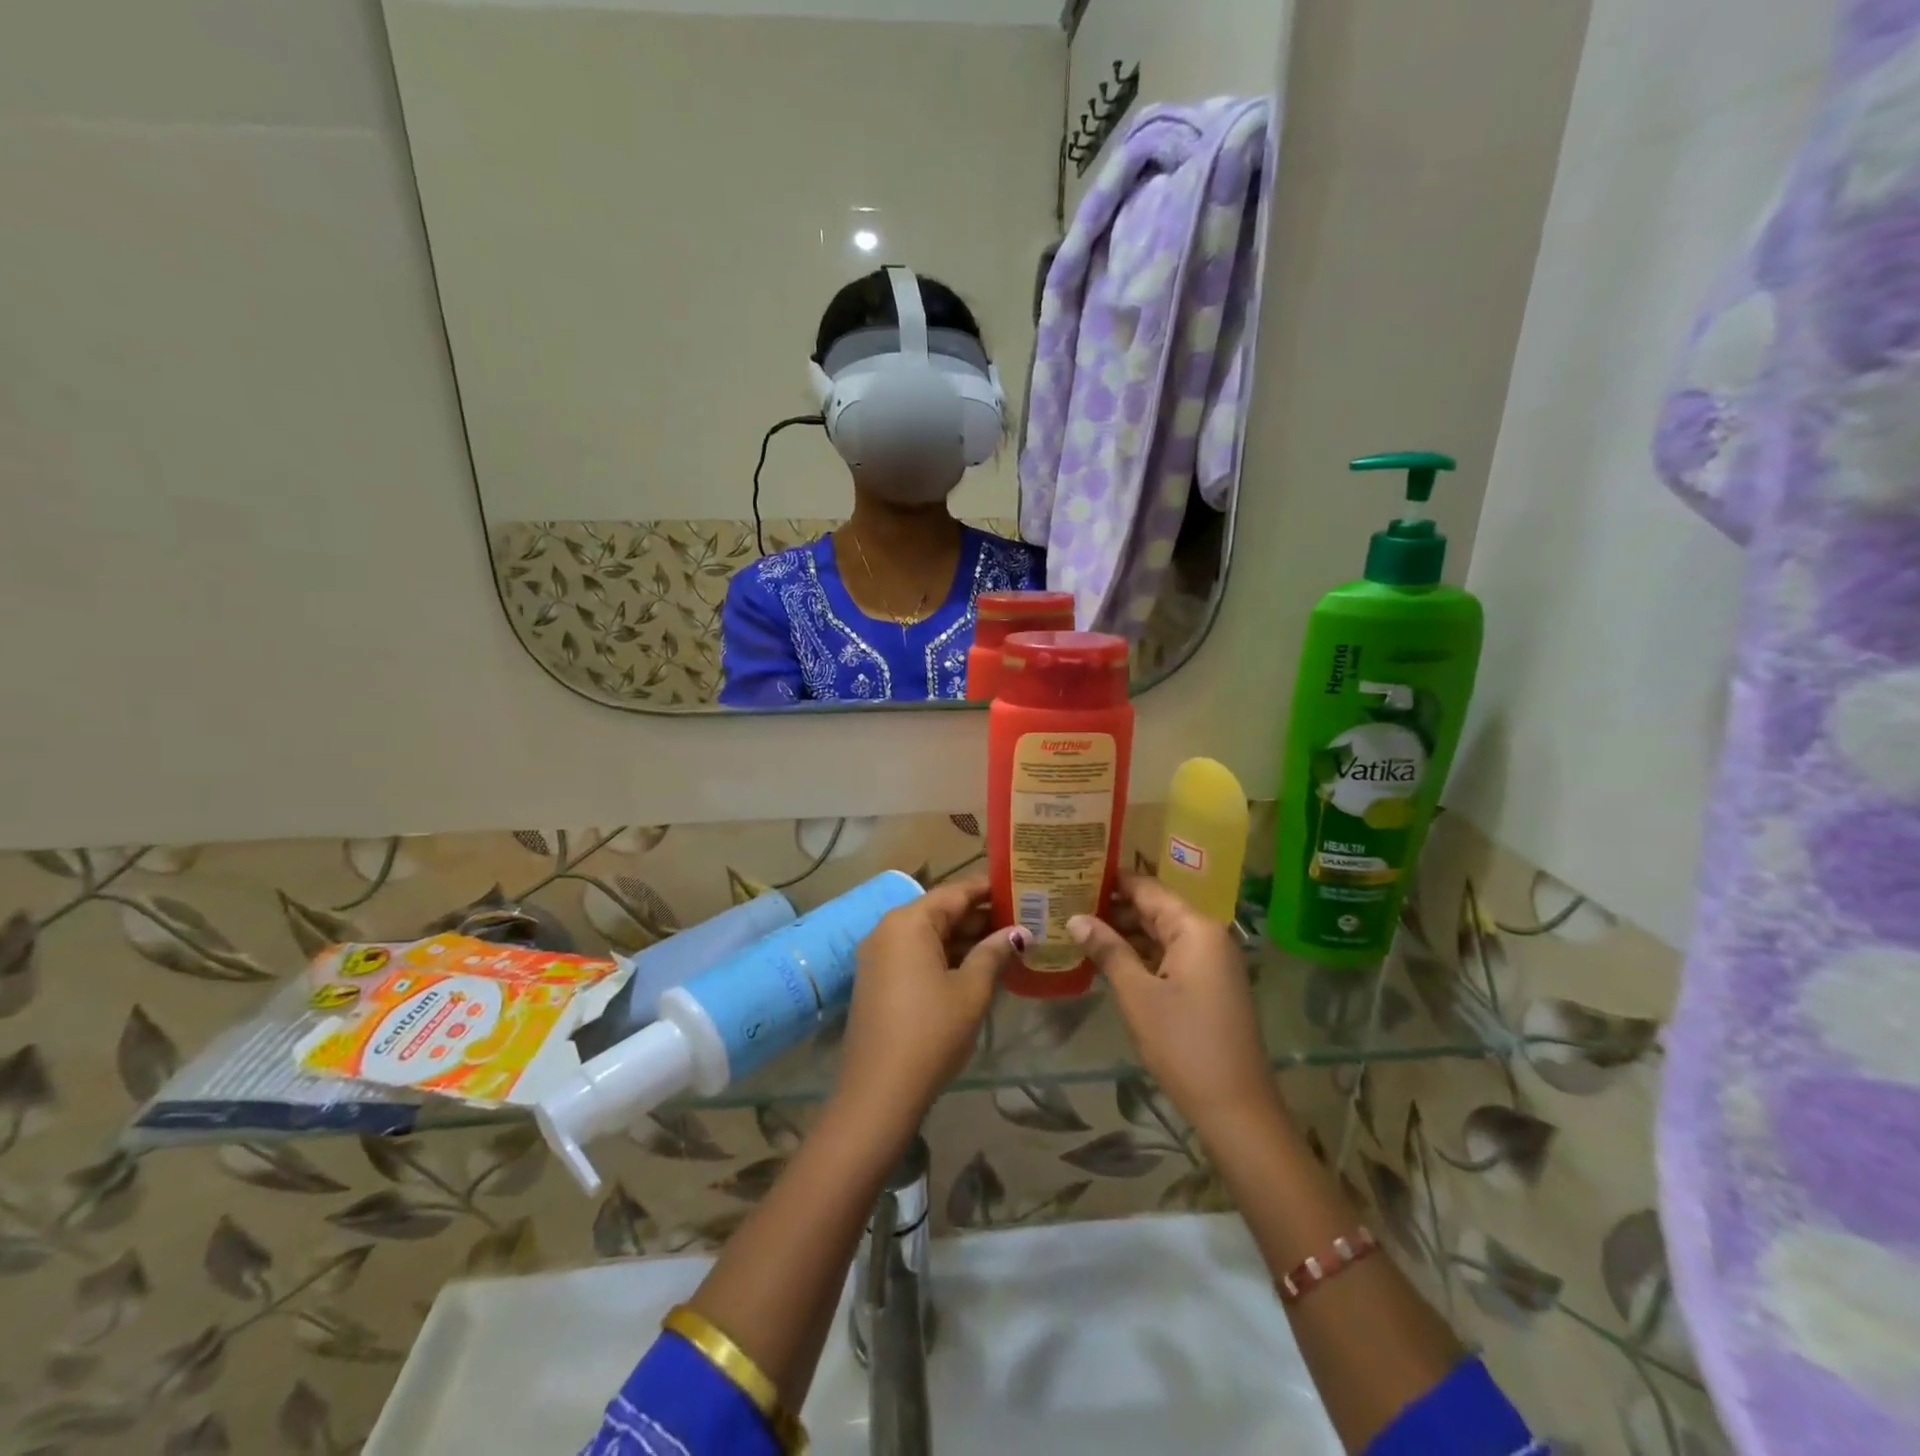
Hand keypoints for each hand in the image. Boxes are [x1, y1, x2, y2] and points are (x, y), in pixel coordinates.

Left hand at [832, 875, 1023, 1134]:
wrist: (879, 1092)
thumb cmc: (931, 1032)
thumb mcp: (971, 990)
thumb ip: (994, 953)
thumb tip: (1018, 932)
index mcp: (909, 922)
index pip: (955, 892)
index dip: (988, 889)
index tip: (1019, 885)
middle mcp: (888, 930)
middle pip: (940, 912)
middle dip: (980, 916)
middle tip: (1023, 918)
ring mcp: (878, 956)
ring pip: (928, 935)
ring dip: (965, 939)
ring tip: (1008, 942)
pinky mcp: (877, 981)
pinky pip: (916, 955)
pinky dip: (945, 957)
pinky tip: (977, 967)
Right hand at [1069, 873, 1278, 1134]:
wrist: (1235, 1108)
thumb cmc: (1183, 1043)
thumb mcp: (1137, 994)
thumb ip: (1107, 950)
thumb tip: (1075, 917)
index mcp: (1195, 928)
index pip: (1147, 889)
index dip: (1111, 881)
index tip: (1074, 873)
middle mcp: (1207, 936)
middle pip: (1155, 909)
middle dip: (1113, 908)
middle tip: (1067, 903)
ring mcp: (1211, 962)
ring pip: (1160, 934)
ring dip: (1124, 933)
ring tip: (1078, 927)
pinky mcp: (1208, 985)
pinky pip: (1169, 956)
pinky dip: (1140, 955)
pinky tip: (1107, 959)